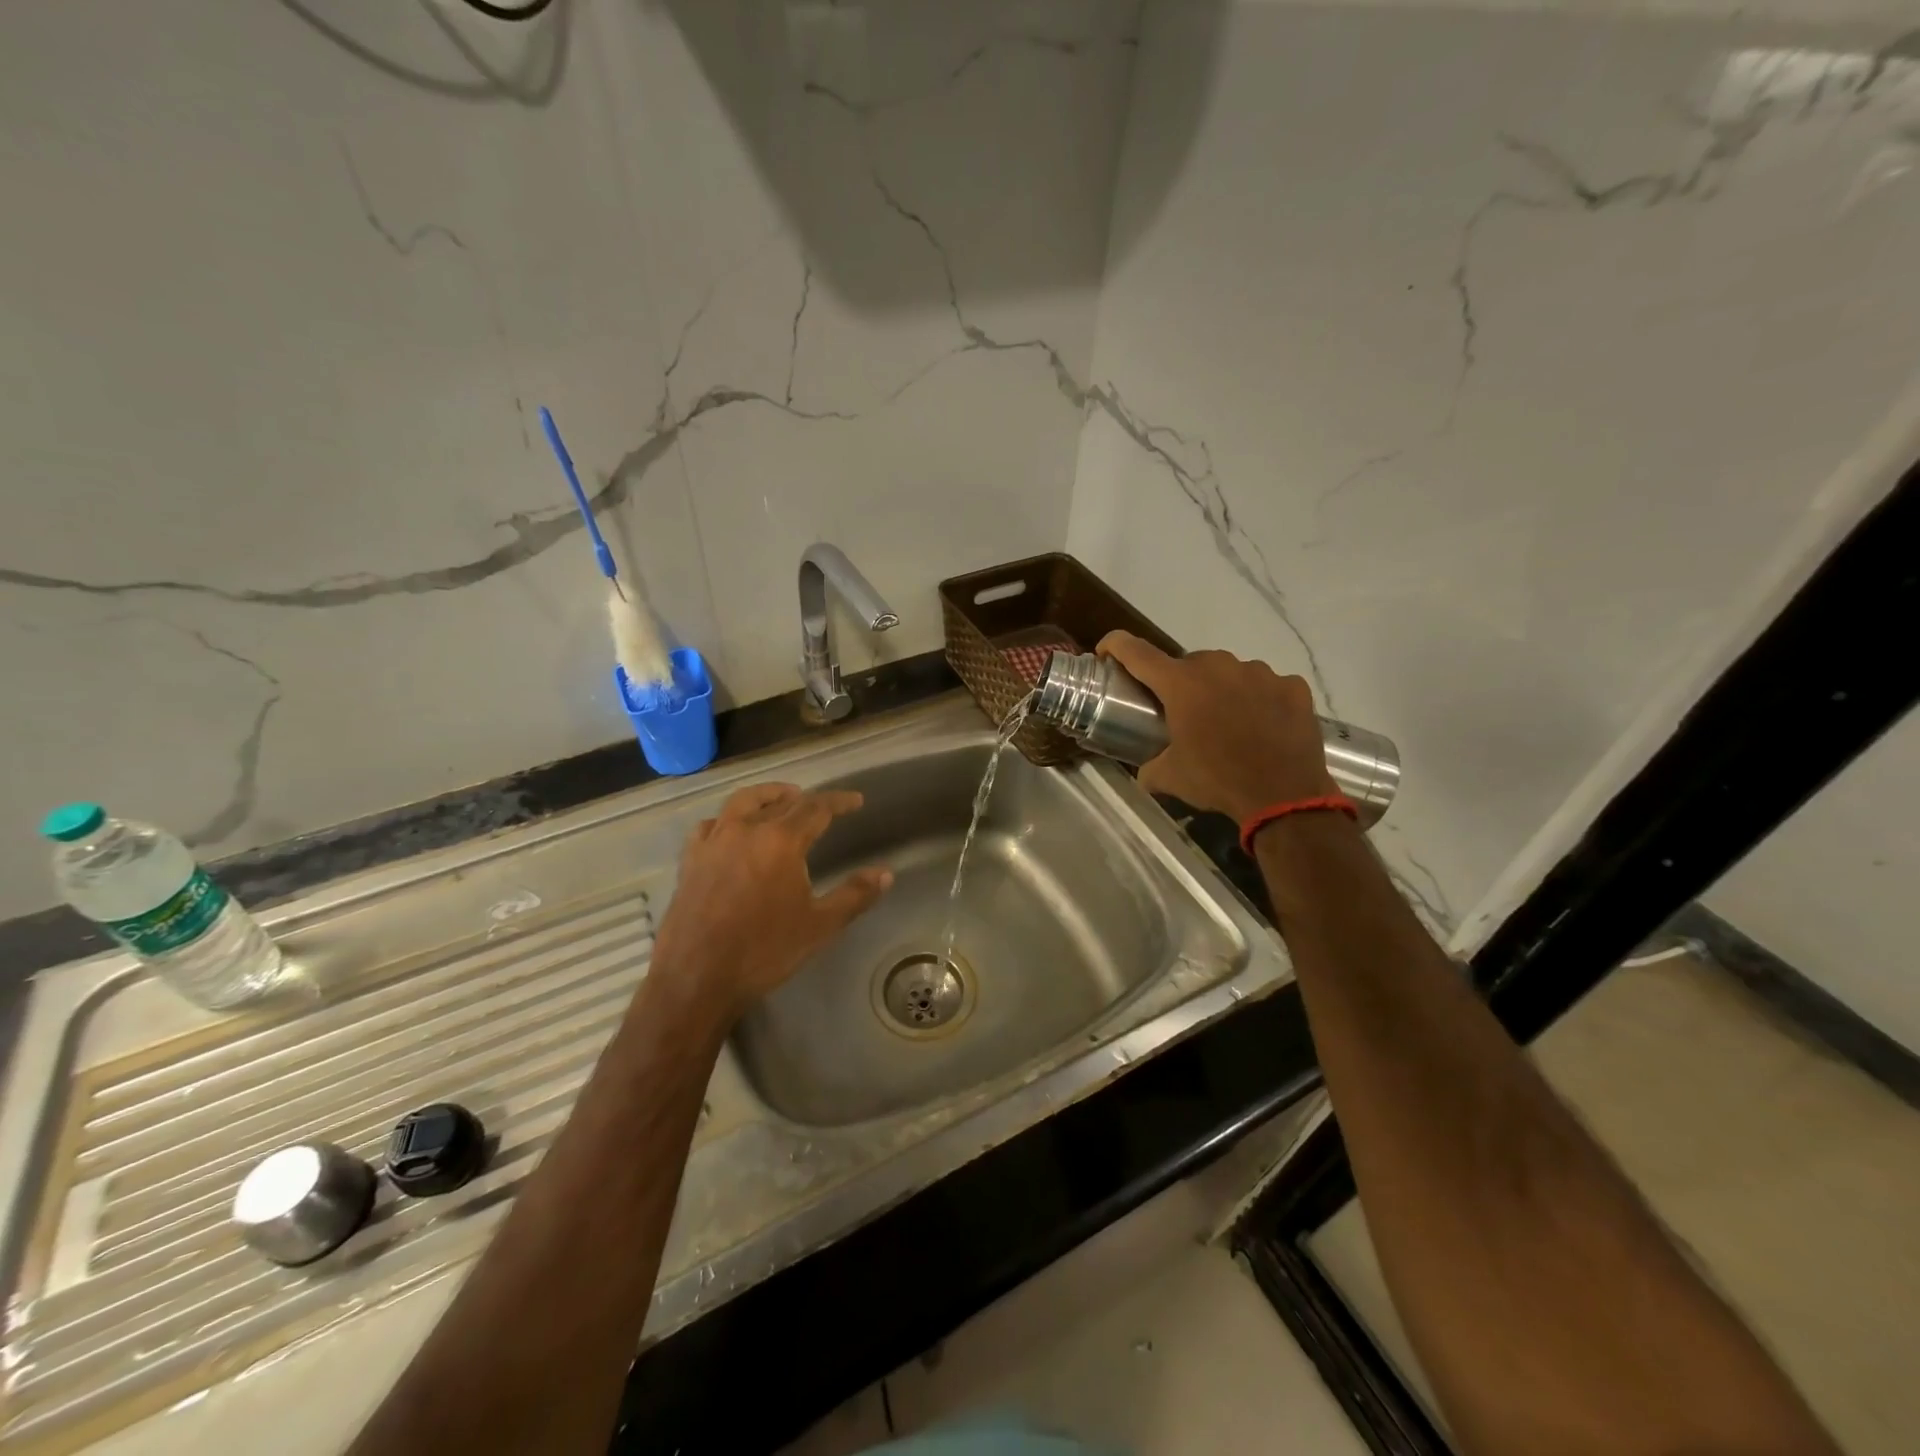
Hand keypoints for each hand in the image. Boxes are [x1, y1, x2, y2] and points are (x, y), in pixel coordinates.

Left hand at [651, 783, 891, 1024]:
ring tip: (780, 801)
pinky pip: (709, 826)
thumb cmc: (764, 952)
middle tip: (819, 805)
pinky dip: (726, 820)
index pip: (816, 808)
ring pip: (740, 803)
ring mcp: (713, 843)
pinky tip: (731, 831)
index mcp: (780, 841)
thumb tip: (886, 874)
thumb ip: (854, 895)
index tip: (856, 800)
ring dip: (765, 797)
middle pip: (778, 801)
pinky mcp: (690, 861)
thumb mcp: (820, 926)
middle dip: (803, 798)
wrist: (696, 979)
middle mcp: (745, 831)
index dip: (839, 801)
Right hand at [1098, 631, 1335, 822]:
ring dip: (1221, 690)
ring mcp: (1260, 673)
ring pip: (1230, 672)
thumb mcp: (1170, 778)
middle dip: (1181, 683)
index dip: (1115, 646)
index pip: (1136, 651)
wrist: (1284, 796)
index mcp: (1181, 684)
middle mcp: (1219, 666)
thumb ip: (1148, 766)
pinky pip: (1267, 686)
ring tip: (1227, 724)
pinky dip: (1259, 700)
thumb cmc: (1218, 780)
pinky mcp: (1292, 686)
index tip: (1106, 652)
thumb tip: (1144, 770)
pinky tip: (1262, 727)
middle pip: (1188, 663)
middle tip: (1183, 714)